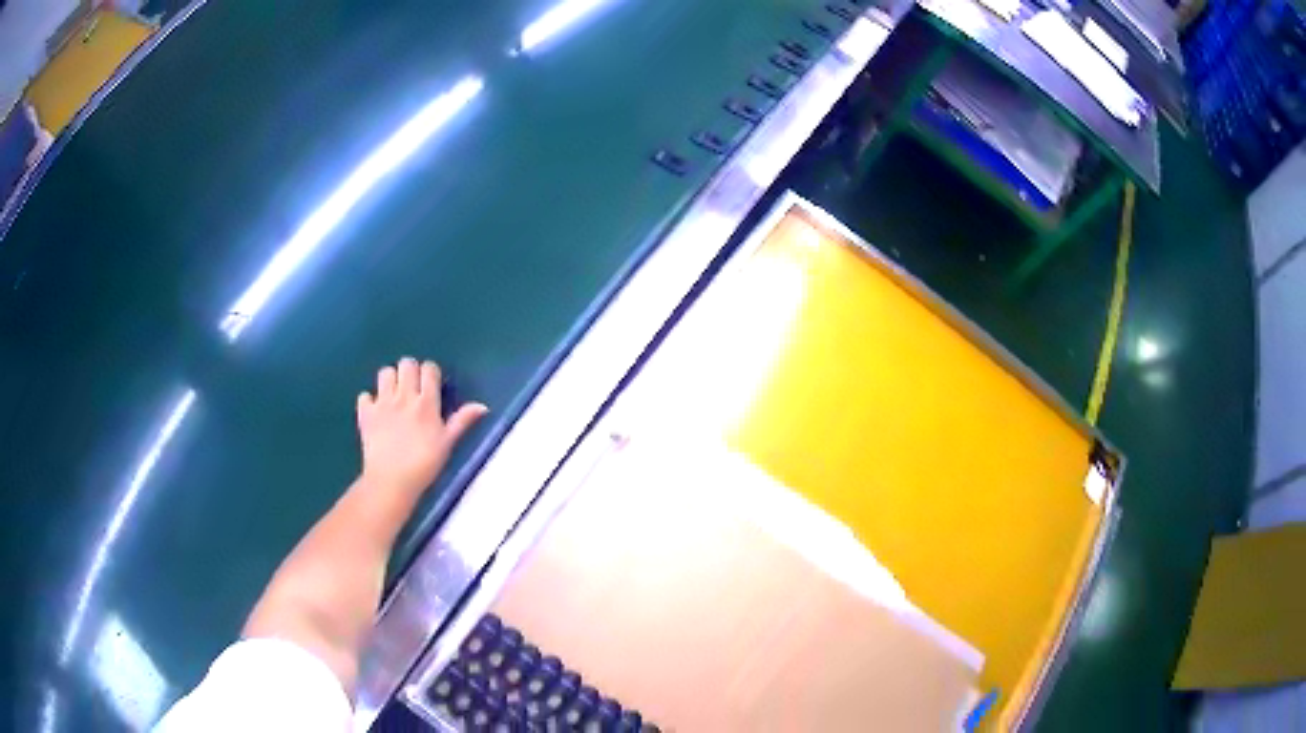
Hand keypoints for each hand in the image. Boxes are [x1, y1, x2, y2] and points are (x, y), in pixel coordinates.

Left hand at [356, 358, 487, 496]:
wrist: (391, 481)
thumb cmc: (424, 465)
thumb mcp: (447, 443)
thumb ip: (462, 421)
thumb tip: (482, 406)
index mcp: (426, 402)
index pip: (429, 369)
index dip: (430, 373)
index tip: (432, 385)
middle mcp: (404, 396)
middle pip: (406, 364)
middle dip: (410, 371)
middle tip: (412, 388)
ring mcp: (382, 403)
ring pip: (385, 372)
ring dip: (390, 380)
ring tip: (394, 395)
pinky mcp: (365, 413)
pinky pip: (365, 395)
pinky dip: (369, 400)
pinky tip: (375, 412)